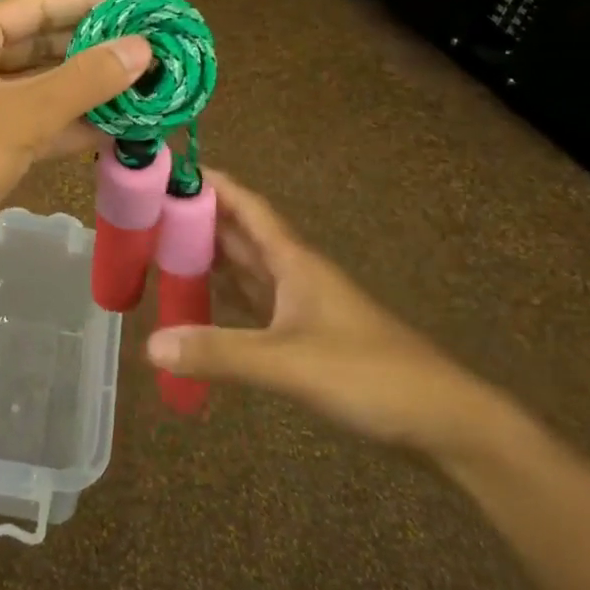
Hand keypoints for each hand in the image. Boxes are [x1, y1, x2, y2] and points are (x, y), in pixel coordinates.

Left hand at [0, 0, 151, 267]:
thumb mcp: (19, 118)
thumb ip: (83, 81)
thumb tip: (142, 48)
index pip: (36, 6)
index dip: (89, 4)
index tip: (138, 6)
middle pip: (39, 47)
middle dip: (92, 52)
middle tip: (148, 52)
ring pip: (37, 90)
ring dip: (84, 94)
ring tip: (141, 90)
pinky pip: (29, 125)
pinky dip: (65, 128)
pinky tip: (112, 132)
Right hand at [144, 170, 509, 457]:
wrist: (443, 421)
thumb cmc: (370, 375)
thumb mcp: (290, 363)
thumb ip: (221, 353)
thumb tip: (150, 345)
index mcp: (294, 261)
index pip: (246, 206)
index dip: (211, 184)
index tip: (170, 168)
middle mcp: (295, 273)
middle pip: (241, 233)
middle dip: (199, 217)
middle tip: (147, 209)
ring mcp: (302, 306)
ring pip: (247, 267)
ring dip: (210, 254)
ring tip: (162, 247)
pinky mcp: (306, 337)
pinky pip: (253, 303)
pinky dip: (225, 295)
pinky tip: (202, 300)